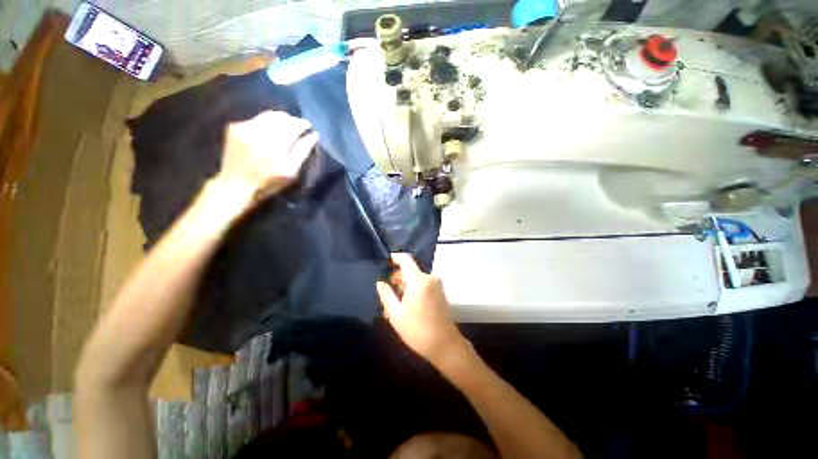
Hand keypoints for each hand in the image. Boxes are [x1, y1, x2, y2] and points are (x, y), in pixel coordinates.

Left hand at [217, 110, 318, 196]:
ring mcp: (244, 128)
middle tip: (298, 126)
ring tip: (285, 126)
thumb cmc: (268, 182)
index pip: (293, 126)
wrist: (235, 184)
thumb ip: (302, 151)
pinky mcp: (234, 128)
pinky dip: (266, 122)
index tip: (308, 126)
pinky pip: (256, 119)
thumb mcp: (291, 171)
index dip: (302, 124)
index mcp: (275, 146)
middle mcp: (259, 133)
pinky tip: (269, 131)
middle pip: (280, 117)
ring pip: (268, 115)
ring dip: (280, 119)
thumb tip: (313, 135)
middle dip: (292, 120)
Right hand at [376, 254, 466, 365]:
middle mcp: (430, 277)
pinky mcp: (439, 290)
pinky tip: (405, 305)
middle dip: (396, 278)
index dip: (394, 258)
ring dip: (404, 286)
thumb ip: (386, 295)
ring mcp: (436, 284)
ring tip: (393, 303)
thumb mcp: (396, 314)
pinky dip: (412, 289)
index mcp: (419, 280)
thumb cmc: (418, 330)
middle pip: (409, 269)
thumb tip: (380, 282)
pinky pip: (422, 284)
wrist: (444, 345)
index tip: (383, 264)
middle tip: (386, 293)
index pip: (405, 259)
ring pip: (415, 277)